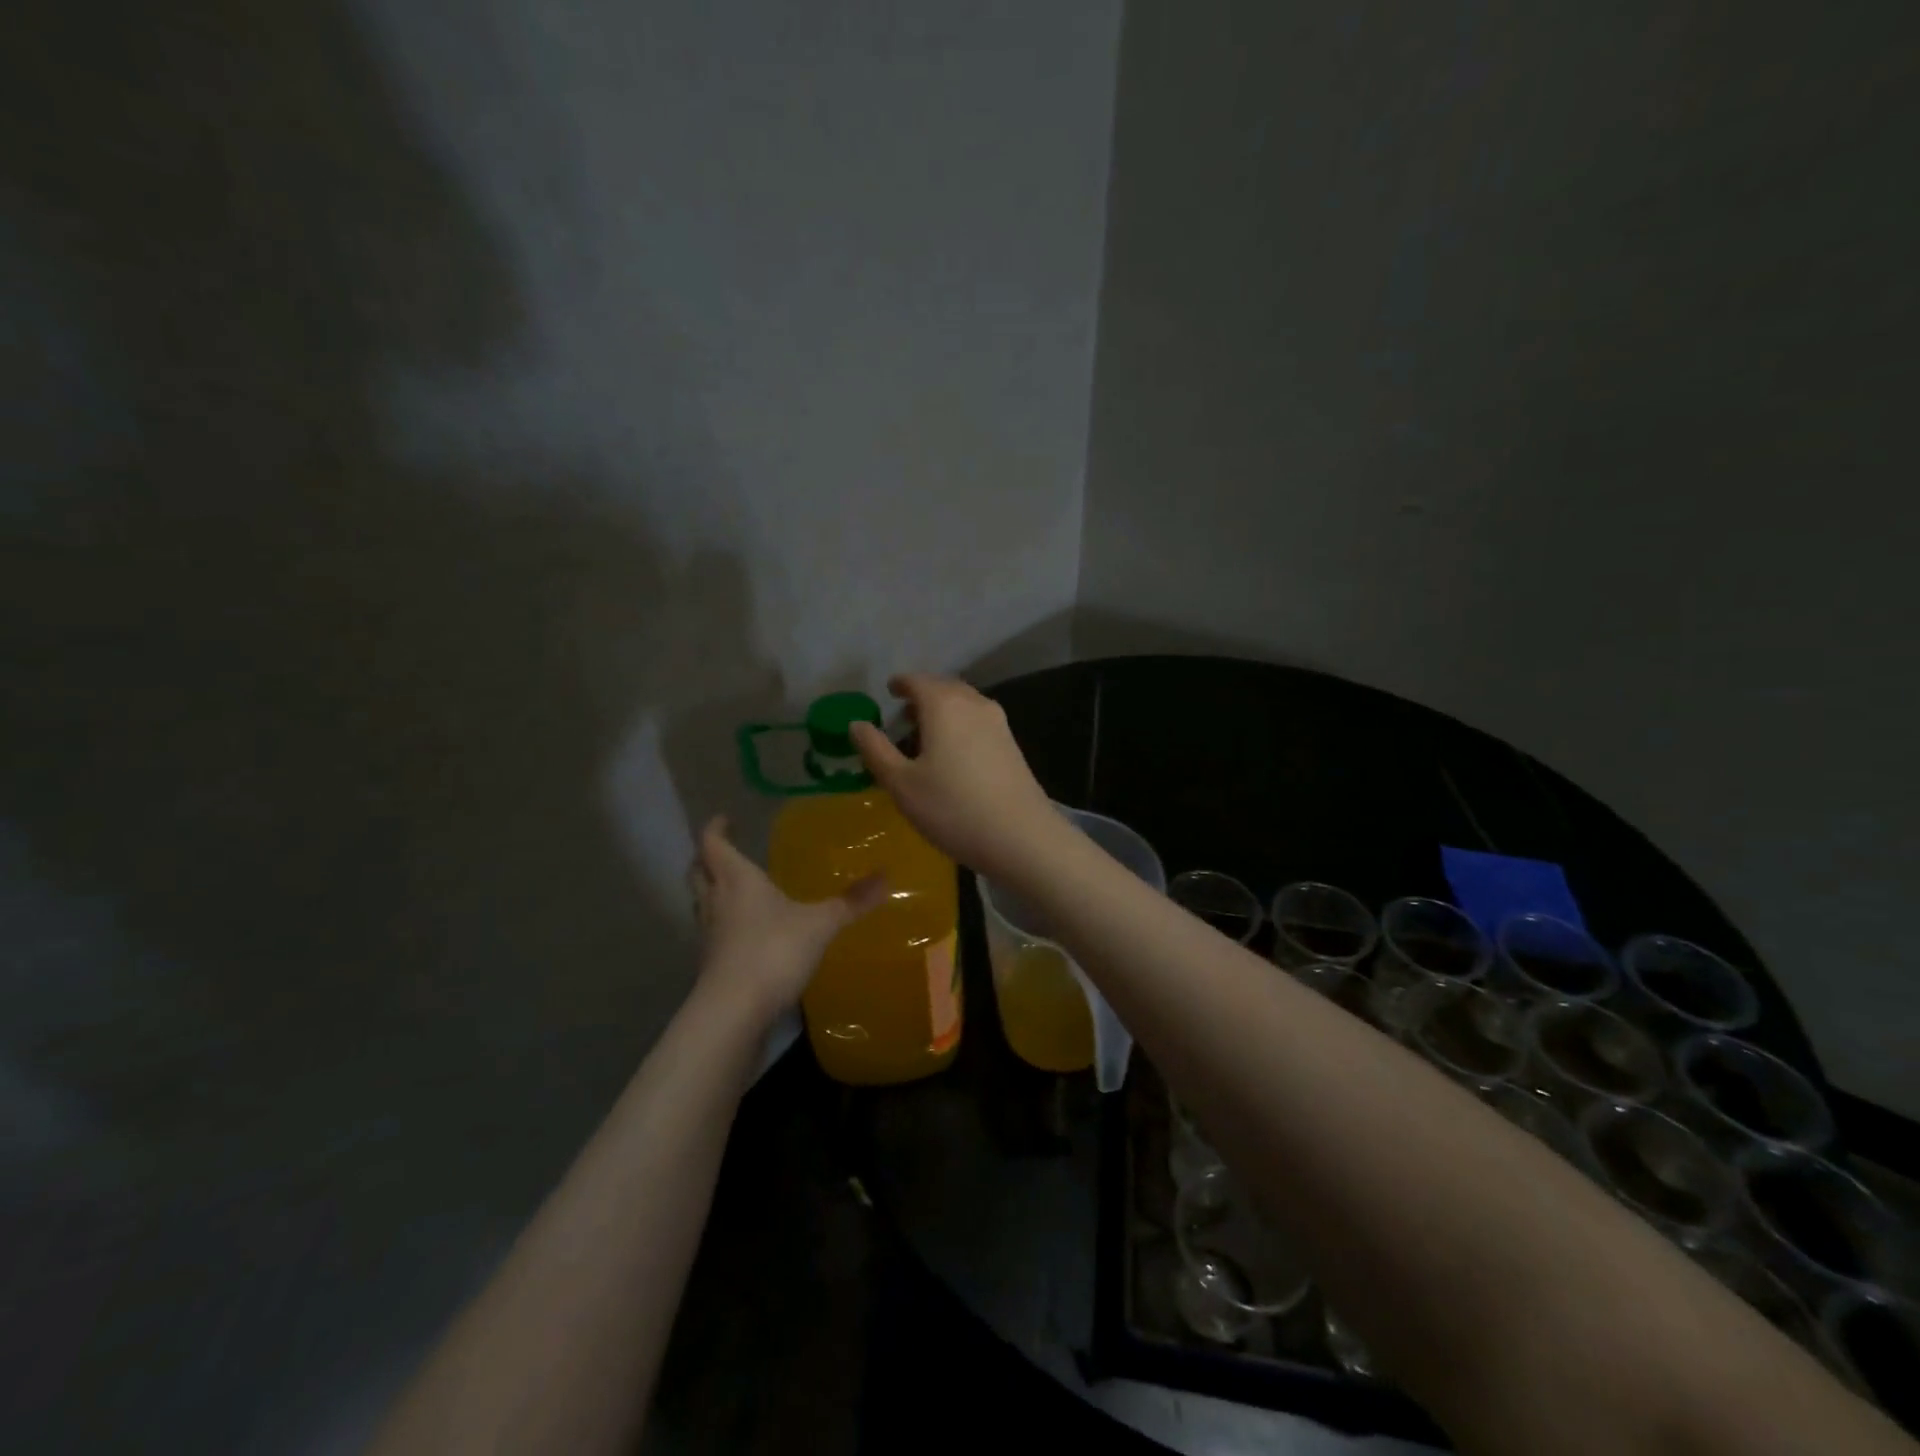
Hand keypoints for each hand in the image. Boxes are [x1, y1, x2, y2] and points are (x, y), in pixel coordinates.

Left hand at [687, 817, 886, 1023]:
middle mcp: (716, 902)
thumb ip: (851, 901)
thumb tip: (886, 876)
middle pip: (699, 871)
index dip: (715, 828)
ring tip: (737, 888)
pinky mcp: (712, 965)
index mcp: (737, 880)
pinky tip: (748, 931)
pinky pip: (713, 932)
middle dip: (708, 858)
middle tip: (725, 850)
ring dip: (713, 891)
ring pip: (703, 902)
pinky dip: (724, 923)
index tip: (724, 818)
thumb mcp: (820, 923)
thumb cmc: (773, 951)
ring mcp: (709, 935)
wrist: (734, 1012)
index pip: (713, 844)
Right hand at [849, 674, 1060, 877]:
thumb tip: (856, 724)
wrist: (1021, 837)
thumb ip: (875, 750)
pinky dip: (960, 725)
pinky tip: (953, 754)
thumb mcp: (902, 784)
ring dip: (943, 711)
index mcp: (944, 705)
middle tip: (902, 717)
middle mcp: (974, 703)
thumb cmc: (953, 809)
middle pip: (944, 688)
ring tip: (925, 736)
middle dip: (922, 696)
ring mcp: (998, 723)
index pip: (917, 680)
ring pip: (964, 704)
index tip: (889, 691)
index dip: (900, 684)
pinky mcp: (1012, 744)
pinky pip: (978, 721)